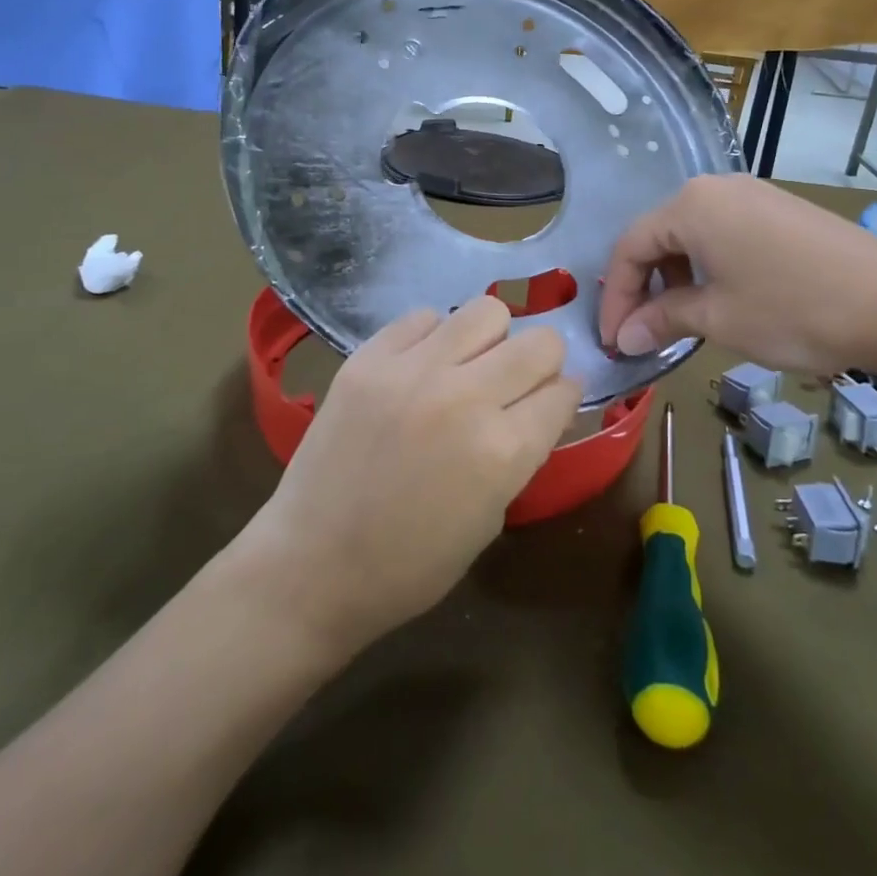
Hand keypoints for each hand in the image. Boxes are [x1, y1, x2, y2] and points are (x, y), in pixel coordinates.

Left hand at [250, 296, 581, 651]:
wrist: (313, 564)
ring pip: (486, 311)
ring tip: (470, 365)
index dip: (564, 397)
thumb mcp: (490, 517)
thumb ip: (521, 452)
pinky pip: (424, 317)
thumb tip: (544, 403)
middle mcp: (465, 398)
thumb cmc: (411, 564)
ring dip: (492, 339)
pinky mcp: (368, 359)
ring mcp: (412, 371)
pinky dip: (434, 338)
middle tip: (517, 382)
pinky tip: (421, 368)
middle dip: (542, 362)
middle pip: (539, 343)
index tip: (553, 402)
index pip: (563, 392)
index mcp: (502, 451)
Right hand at [598, 174, 876, 378]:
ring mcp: (752, 195)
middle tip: (640, 333)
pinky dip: (707, 268)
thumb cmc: (794, 309)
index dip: (615, 298)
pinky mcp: (779, 211)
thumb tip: (624, 338)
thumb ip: (663, 320)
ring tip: (678, 321)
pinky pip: (723, 235)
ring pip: (691, 236)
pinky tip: (718, 300)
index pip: (630, 247)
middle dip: (643, 287)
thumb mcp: (718, 318)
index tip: (614, 342)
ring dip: (675, 279)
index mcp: (691, 205)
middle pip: (658, 237)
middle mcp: (715, 188)